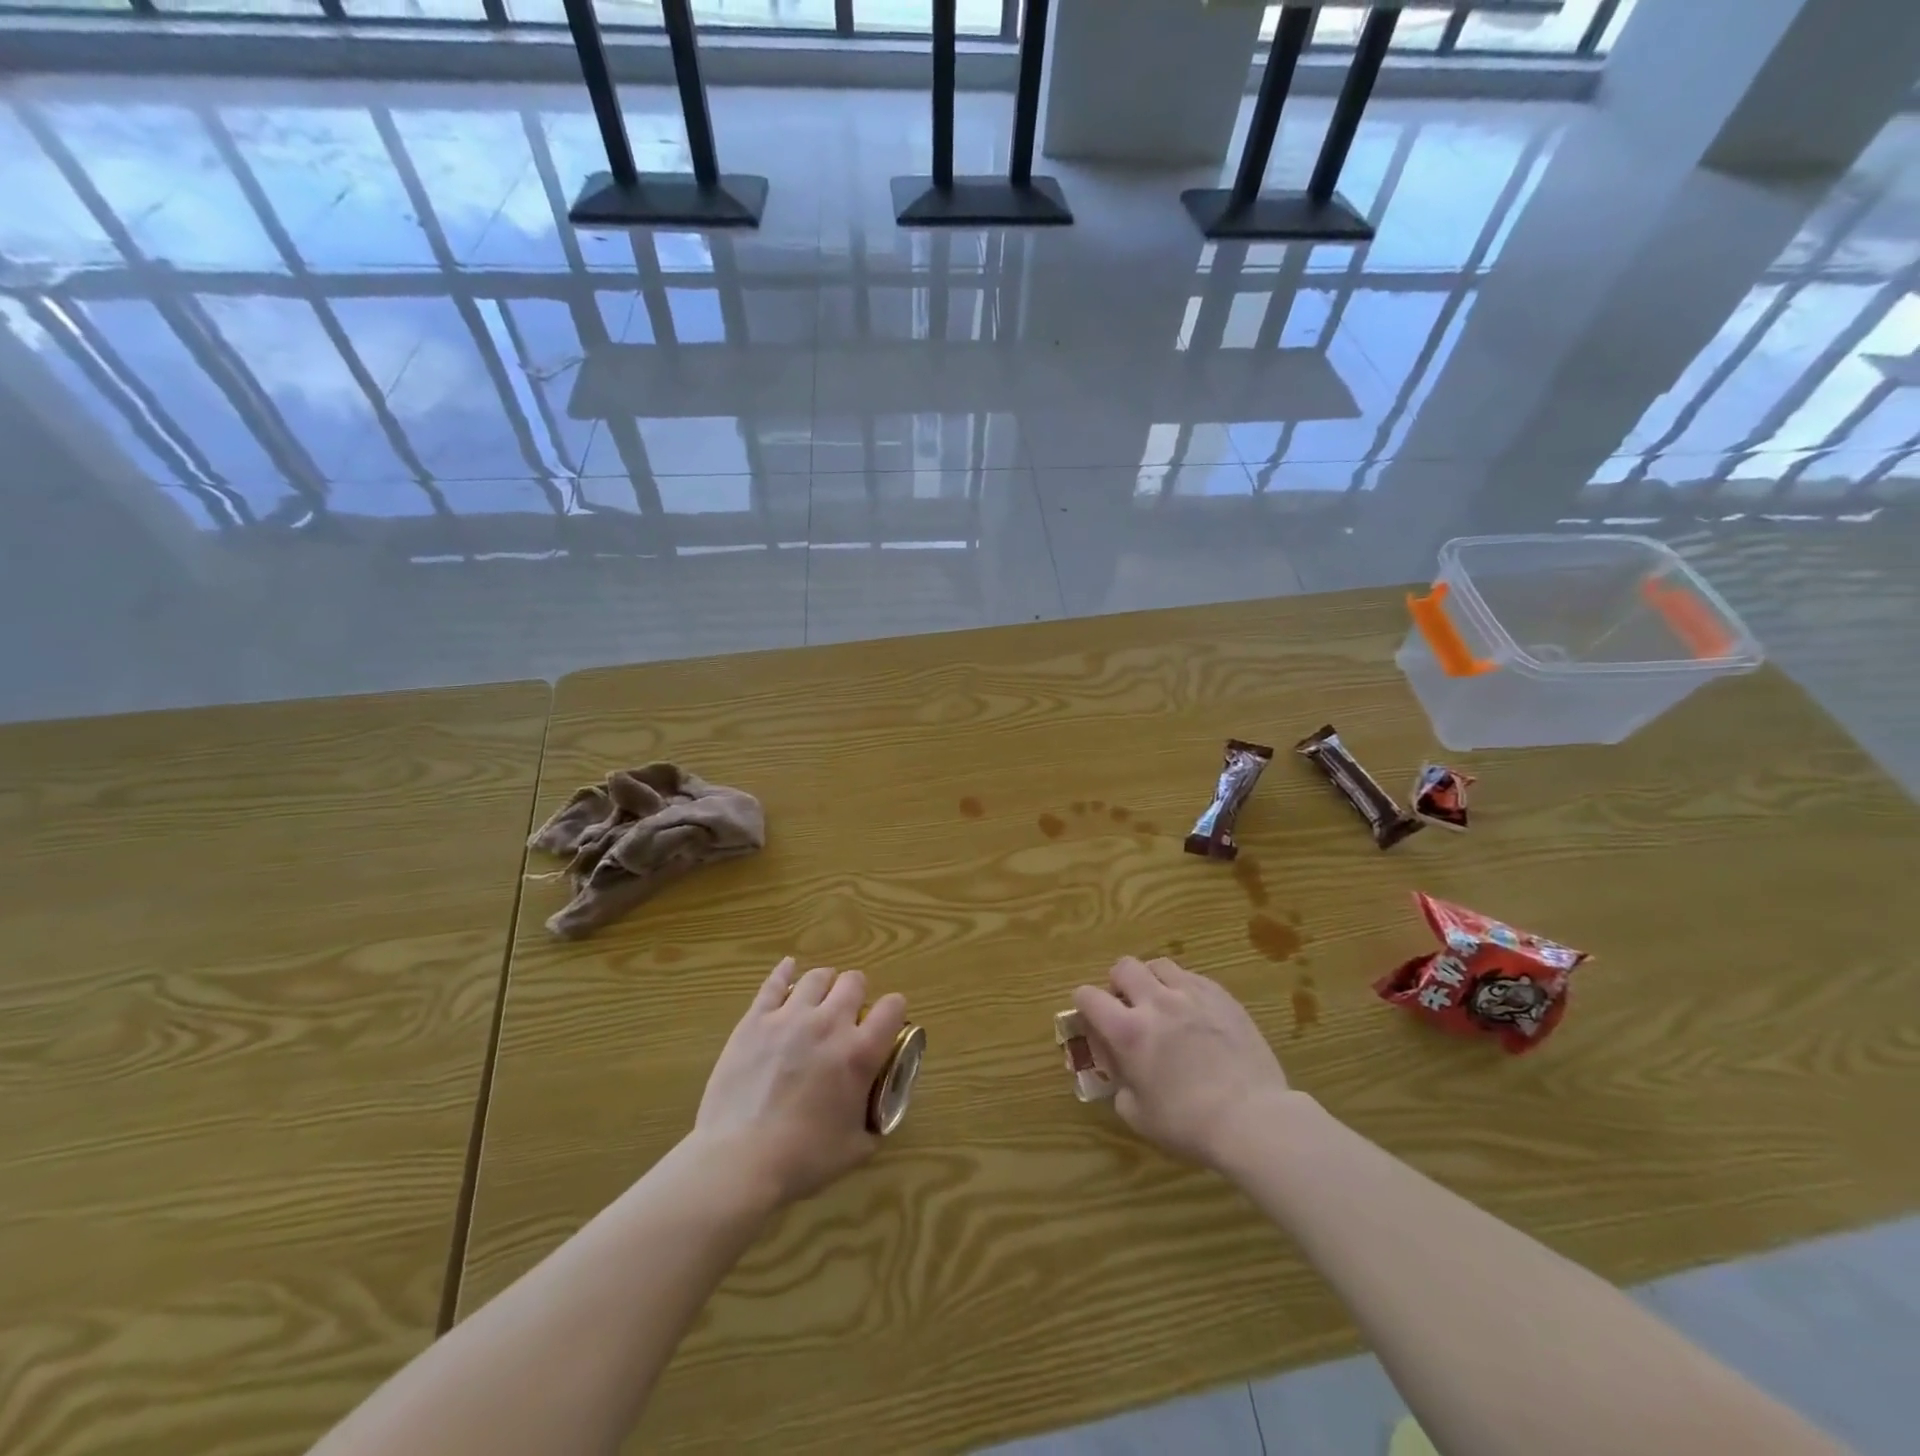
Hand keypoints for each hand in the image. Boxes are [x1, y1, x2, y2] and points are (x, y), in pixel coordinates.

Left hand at [695, 957, 908, 1206]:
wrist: (739, 1161)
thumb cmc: (802, 1160)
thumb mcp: (856, 1148)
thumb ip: (874, 1121)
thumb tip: (879, 1112)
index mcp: (859, 1053)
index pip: (893, 1006)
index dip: (894, 1011)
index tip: (887, 1023)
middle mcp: (830, 1024)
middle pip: (854, 981)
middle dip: (858, 994)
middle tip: (849, 1015)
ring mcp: (789, 1017)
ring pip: (818, 977)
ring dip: (826, 985)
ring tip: (821, 998)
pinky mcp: (755, 1020)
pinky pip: (774, 983)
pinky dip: (785, 972)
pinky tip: (789, 968)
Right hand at [1072, 956, 1292, 1169]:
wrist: (1253, 1119)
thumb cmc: (1189, 1124)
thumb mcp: (1137, 1115)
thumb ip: (1119, 1084)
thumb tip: (1121, 1070)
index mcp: (1127, 1031)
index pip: (1088, 996)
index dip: (1083, 1004)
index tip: (1090, 1018)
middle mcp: (1155, 1002)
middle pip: (1123, 966)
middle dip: (1118, 983)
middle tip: (1127, 1007)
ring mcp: (1191, 994)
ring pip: (1159, 965)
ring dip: (1152, 980)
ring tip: (1161, 1002)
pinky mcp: (1222, 996)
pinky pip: (1193, 977)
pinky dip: (1184, 988)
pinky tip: (1193, 1011)